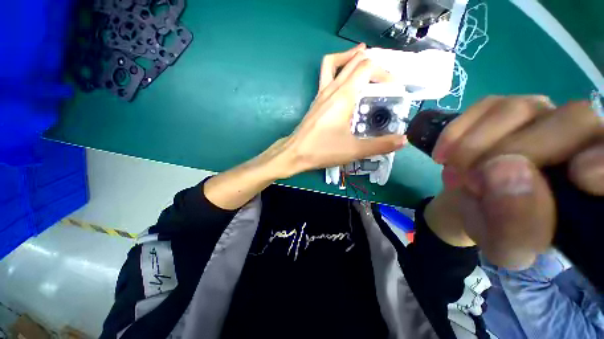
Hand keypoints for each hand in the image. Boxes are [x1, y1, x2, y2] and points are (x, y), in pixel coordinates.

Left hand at [275, 44, 406, 177]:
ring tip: (367, 64)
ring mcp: (321, 93)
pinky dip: (339, 68)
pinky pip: (327, 75)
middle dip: (373, 64)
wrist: (295, 153)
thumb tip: (403, 140)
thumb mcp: (354, 150)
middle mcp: (332, 89)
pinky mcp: (316, 100)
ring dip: (353, 58)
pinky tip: (346, 82)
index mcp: (343, 96)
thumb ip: (380, 145)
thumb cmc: (322, 150)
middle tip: (385, 78)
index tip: (393, 88)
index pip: (367, 67)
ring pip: (336, 63)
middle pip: (354, 60)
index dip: (384, 72)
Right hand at [431, 96, 603, 268]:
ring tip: (456, 174)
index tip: (580, 176)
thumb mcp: (505, 245)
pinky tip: (444, 155)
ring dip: (474, 146)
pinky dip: (457, 133)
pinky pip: (484, 107)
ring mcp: (541, 115)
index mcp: (592, 185)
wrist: (469, 203)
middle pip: (571, 120)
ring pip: (518, 109)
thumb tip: (504, 170)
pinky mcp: (503, 108)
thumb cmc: (496, 229)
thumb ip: (515, 224)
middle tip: (471, 183)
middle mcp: (579, 138)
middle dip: (512, 154)